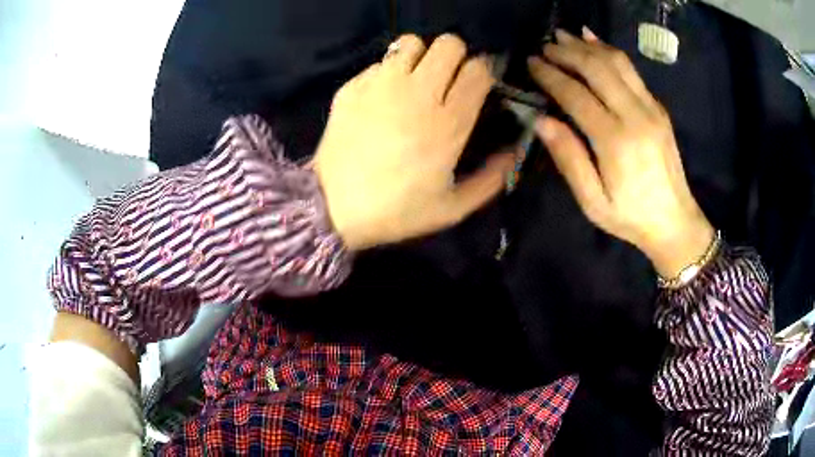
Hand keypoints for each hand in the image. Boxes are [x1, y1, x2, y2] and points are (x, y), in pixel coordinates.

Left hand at [315, 34, 514, 250]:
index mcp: (449, 122)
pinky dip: (386, 74)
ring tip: (414, 81)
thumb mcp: (453, 208)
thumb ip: (491, 179)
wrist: (333, 209)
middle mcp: (418, 93)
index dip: (483, 73)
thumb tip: (513, 152)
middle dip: (455, 57)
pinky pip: (379, 63)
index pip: (478, 69)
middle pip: (449, 44)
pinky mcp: (353, 87)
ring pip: (412, 42)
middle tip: (446, 80)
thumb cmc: (396, 211)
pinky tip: (381, 98)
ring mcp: (381, 85)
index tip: (477, 87)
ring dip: (420, 57)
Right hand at [528, 28, 713, 278]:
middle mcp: (635, 116)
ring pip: (617, 63)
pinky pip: (632, 71)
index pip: (576, 95)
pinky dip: (610, 52)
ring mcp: (651, 109)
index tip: (531, 63)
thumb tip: (541, 121)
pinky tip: (595, 42)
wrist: (675, 221)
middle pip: (597, 69)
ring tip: (565, 36)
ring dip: (588, 46)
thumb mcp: (593, 202)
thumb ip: (569, 159)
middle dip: (567, 53)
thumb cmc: (630, 217)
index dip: (551, 75)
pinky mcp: (658, 109)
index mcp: (616, 141)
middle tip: (545, 46)